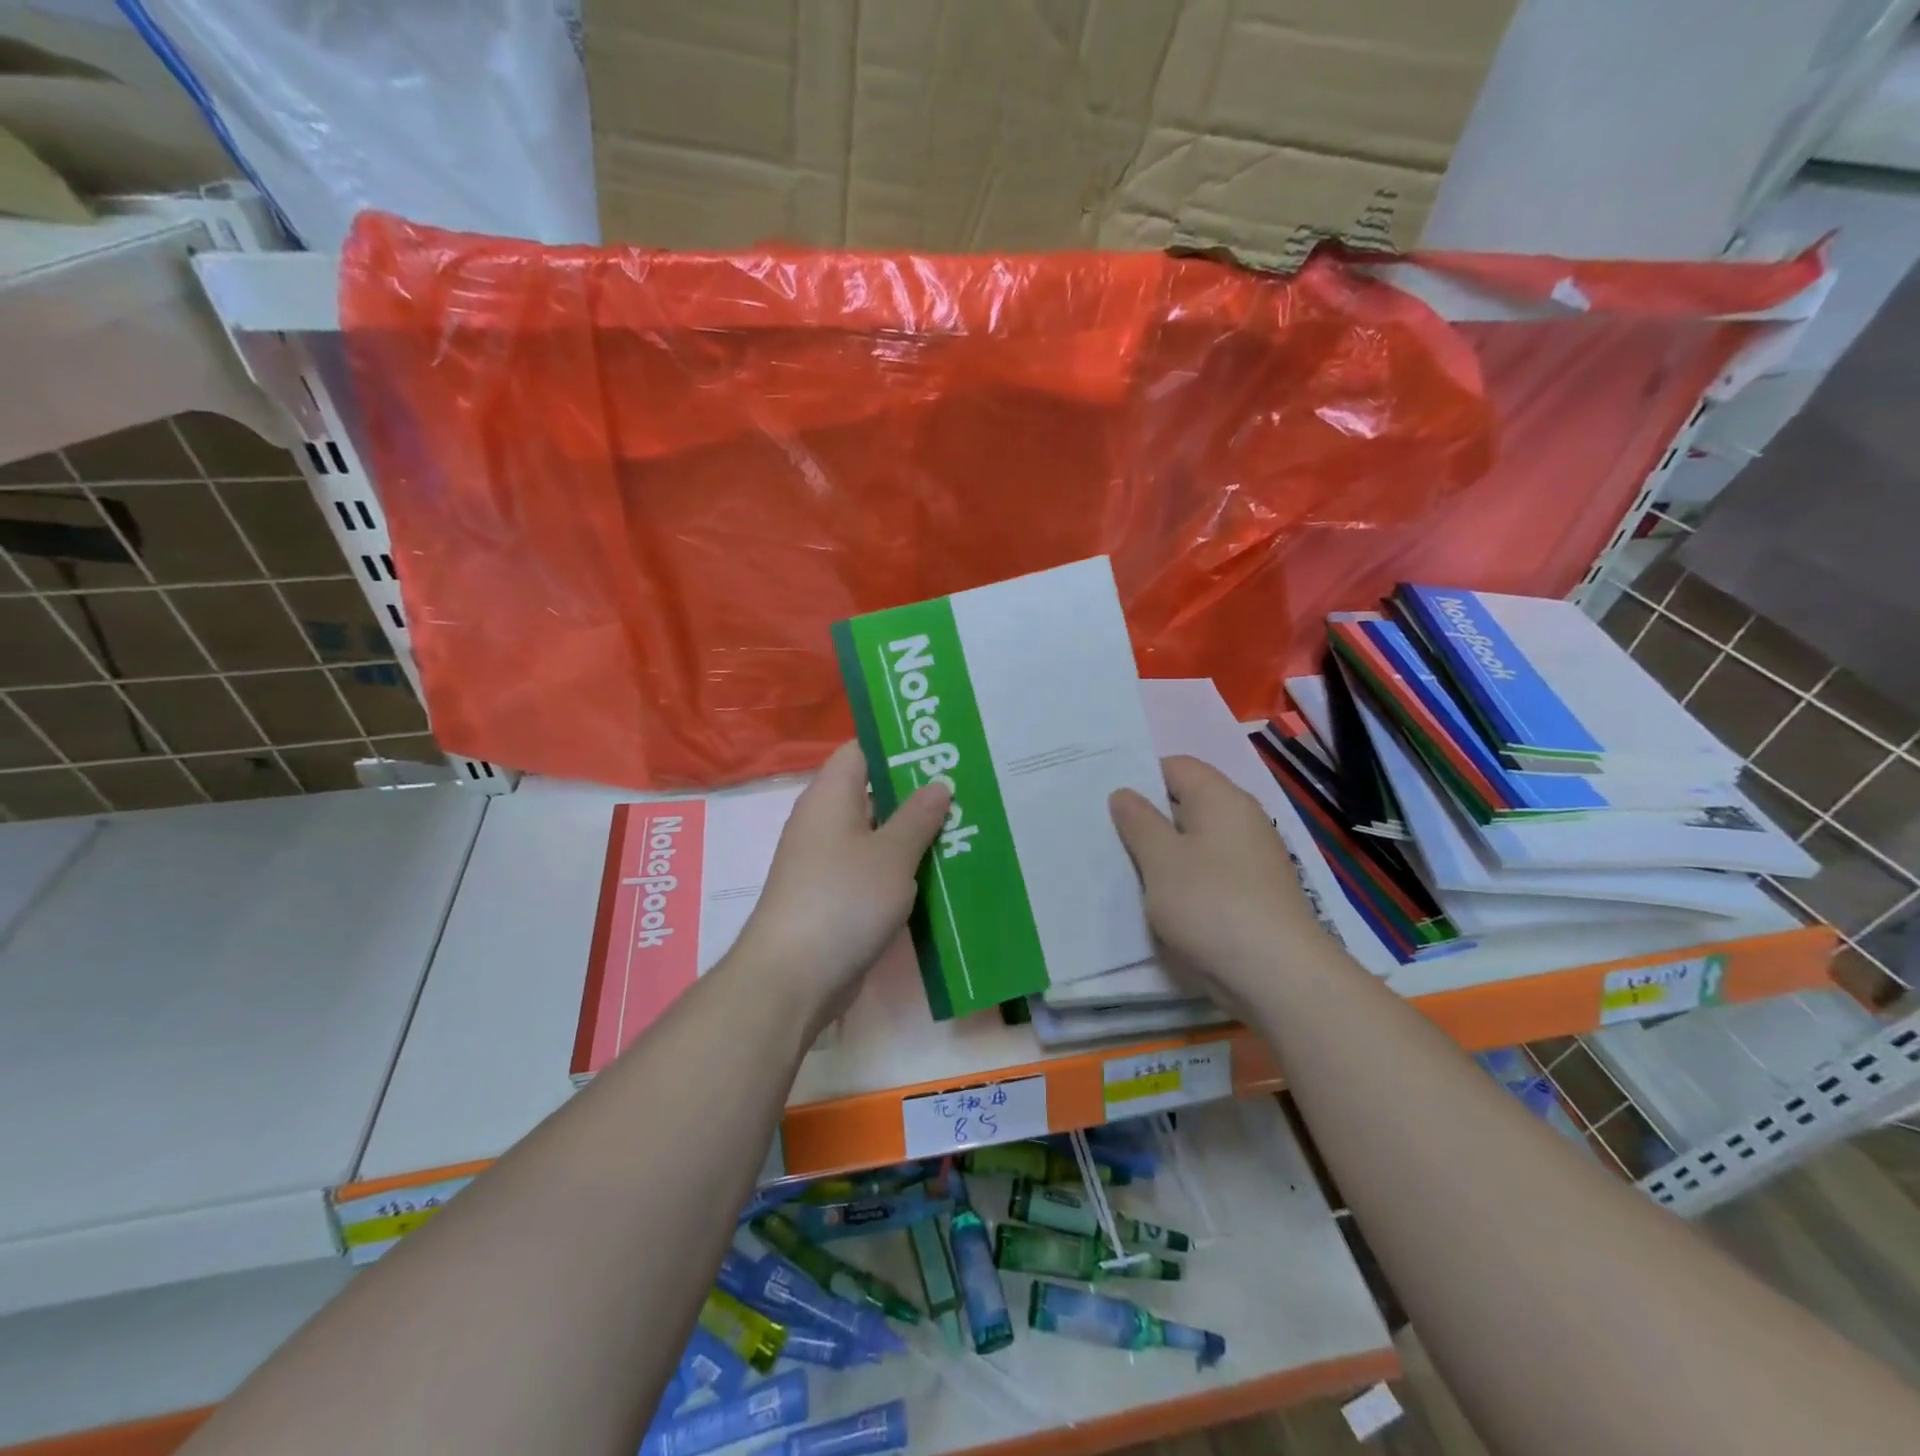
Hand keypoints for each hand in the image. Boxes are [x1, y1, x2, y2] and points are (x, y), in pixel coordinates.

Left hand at [730, 742, 951, 1031]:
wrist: (793, 977)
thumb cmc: (844, 900)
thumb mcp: (892, 854)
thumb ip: (918, 816)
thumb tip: (938, 784)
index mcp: (831, 795)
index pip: (862, 750)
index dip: (899, 744)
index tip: (942, 746)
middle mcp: (825, 820)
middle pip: (874, 791)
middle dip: (918, 791)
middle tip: (968, 787)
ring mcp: (828, 860)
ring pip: (878, 833)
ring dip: (915, 832)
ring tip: (966, 825)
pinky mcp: (836, 895)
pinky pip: (874, 867)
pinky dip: (903, 866)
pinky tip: (942, 871)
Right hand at [1109, 755, 1349, 1013]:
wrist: (1278, 976)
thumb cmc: (1211, 904)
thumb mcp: (1161, 859)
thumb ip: (1138, 822)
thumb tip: (1124, 794)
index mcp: (1221, 798)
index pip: (1175, 766)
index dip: (1139, 777)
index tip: (1106, 801)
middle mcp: (1242, 820)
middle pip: (1186, 803)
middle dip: (1146, 818)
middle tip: (1104, 834)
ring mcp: (1251, 859)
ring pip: (1195, 842)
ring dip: (1162, 854)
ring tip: (1124, 870)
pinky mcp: (1254, 894)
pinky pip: (1208, 873)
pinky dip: (1182, 880)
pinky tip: (1158, 902)